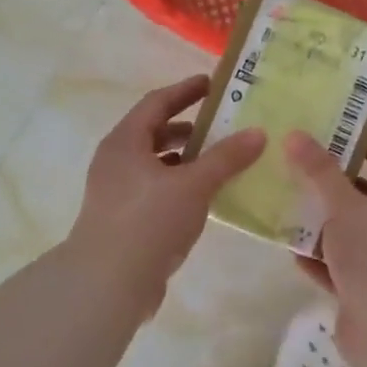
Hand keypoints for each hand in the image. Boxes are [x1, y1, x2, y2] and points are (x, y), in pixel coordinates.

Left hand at [65, 77, 264, 310]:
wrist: (109, 281)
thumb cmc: (149, 221)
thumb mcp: (194, 185)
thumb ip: (226, 158)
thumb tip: (258, 132)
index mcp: (125, 142)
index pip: (157, 103)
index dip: (185, 91)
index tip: (213, 85)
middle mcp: (116, 161)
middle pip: (154, 133)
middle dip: (189, 129)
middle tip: (224, 127)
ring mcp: (116, 192)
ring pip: (155, 165)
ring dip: (185, 161)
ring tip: (220, 163)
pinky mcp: (123, 220)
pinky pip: (156, 191)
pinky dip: (180, 187)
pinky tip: (204, 199)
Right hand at [283, 131, 366, 364]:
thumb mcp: (345, 206)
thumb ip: (320, 172)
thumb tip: (296, 135)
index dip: (360, 143)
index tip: (326, 132)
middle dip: (331, 186)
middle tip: (295, 167)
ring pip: (352, 234)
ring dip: (322, 224)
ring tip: (285, 205)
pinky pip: (343, 267)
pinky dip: (321, 259)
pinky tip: (292, 251)